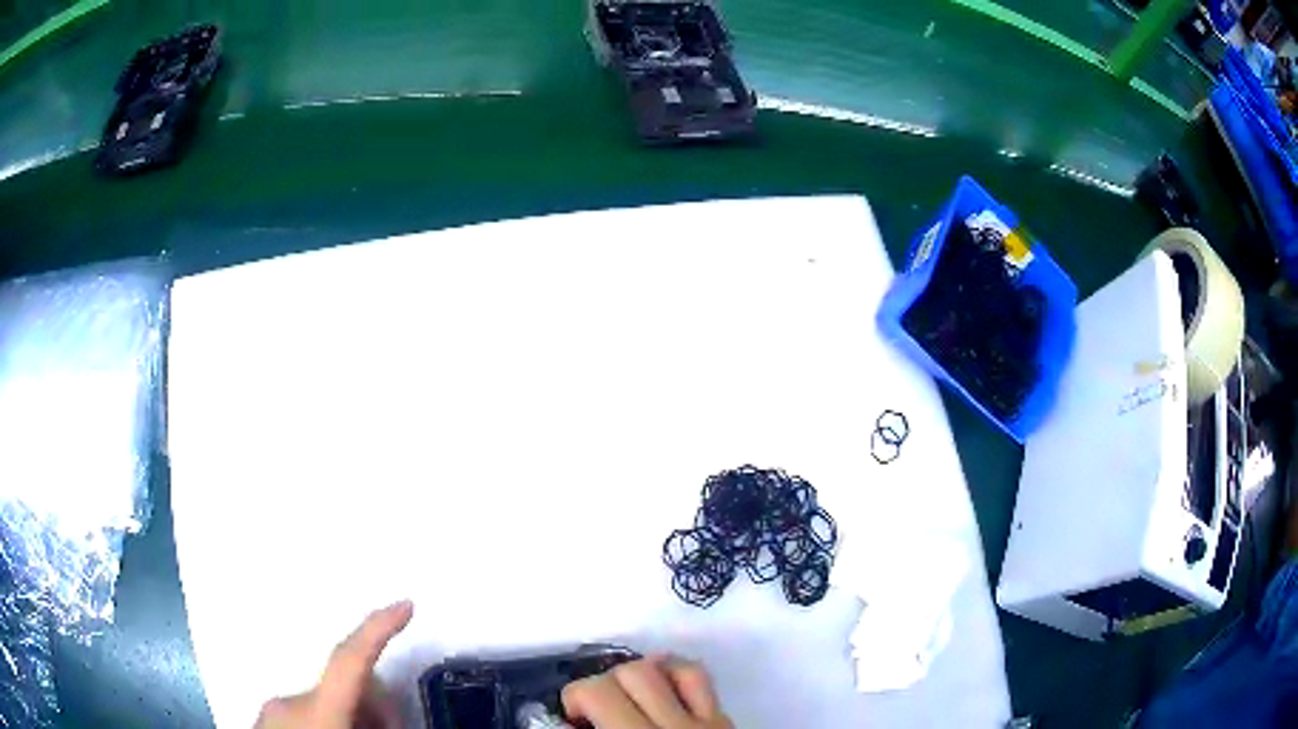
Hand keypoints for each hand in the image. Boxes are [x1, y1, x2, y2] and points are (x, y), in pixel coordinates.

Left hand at [255, 600, 413, 728]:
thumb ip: (381, 727)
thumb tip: (398, 718)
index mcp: (316, 713)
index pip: (349, 660)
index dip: (378, 630)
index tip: (406, 605)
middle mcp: (289, 703)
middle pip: (345, 687)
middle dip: (376, 709)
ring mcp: (272, 712)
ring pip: (326, 704)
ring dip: (353, 722)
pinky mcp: (264, 722)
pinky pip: (307, 716)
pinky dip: (330, 727)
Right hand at [562, 655, 732, 728]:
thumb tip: (568, 720)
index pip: (592, 696)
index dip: (570, 700)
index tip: (569, 718)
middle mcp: (665, 727)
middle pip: (622, 677)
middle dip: (596, 687)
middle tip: (591, 711)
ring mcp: (701, 721)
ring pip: (657, 668)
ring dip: (632, 675)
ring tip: (624, 695)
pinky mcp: (723, 719)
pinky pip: (697, 677)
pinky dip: (673, 671)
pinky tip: (661, 681)